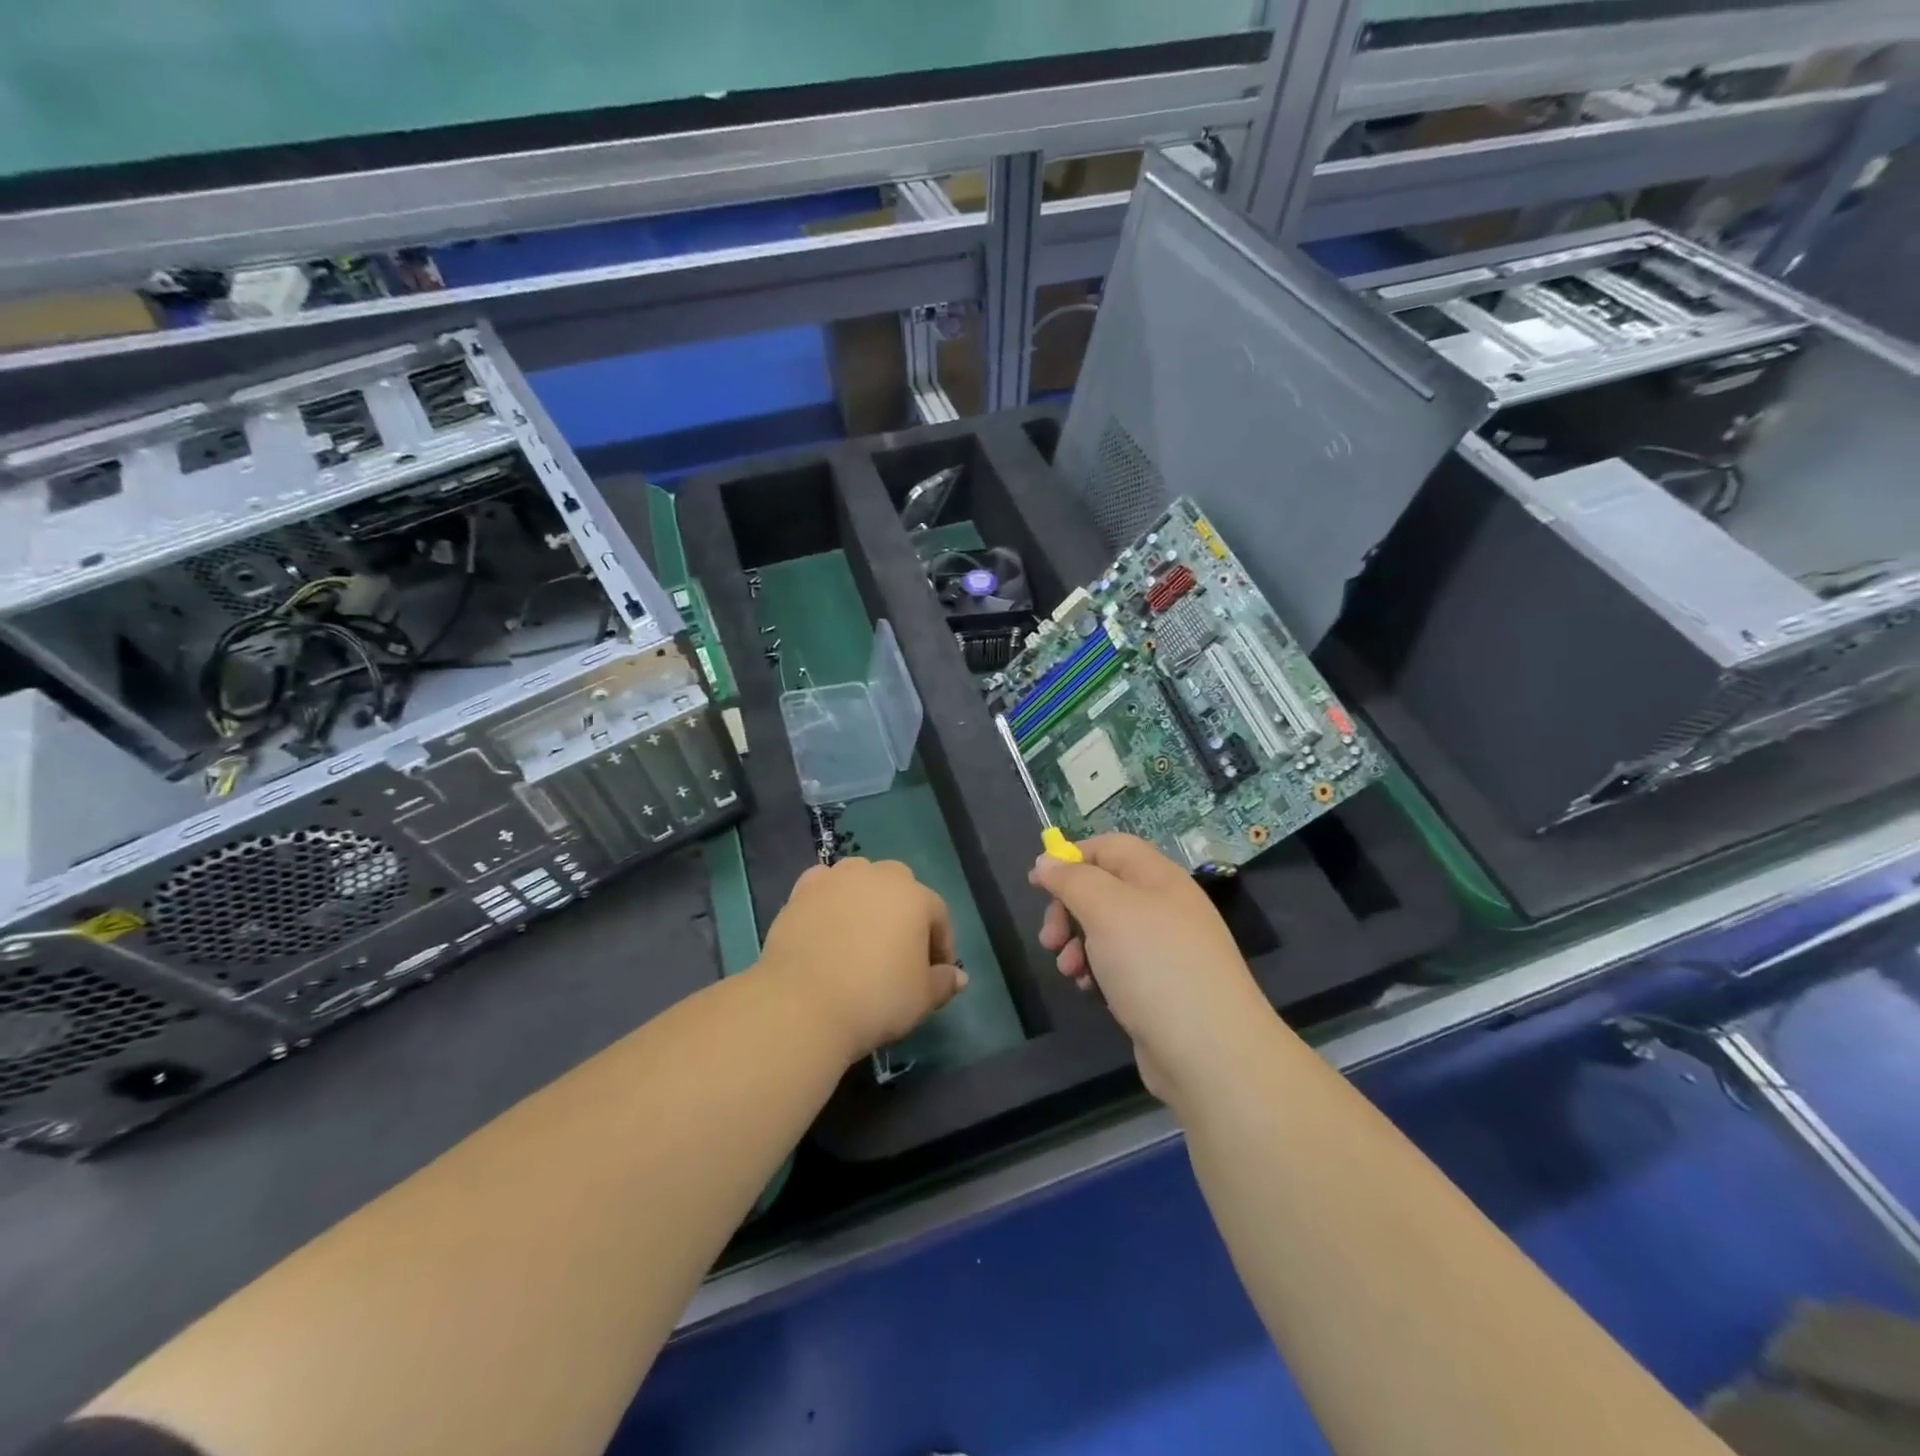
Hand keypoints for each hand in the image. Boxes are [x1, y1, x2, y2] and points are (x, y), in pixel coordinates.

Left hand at [759, 857, 967, 1063]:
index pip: (938, 915)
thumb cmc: (876, 998)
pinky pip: (823, 887)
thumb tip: (959, 977)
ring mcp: (836, 879)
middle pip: (899, 886)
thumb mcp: (921, 998)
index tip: (935, 975)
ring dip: (865, 899)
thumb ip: (943, 982)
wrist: (802, 1002)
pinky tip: (826, 926)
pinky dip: (829, 899)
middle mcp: (877, 876)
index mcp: (915, 896)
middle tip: (898, 951)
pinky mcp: (801, 891)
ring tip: (860, 935)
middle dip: (903, 913)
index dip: (940, 945)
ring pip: (860, 878)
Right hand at [1031, 835, 1268, 1102]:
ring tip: (1067, 970)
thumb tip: (1047, 860)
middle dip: (1068, 909)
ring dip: (1077, 943)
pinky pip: (1120, 964)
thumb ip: (1072, 880)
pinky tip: (1090, 990)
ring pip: (1107, 929)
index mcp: (1158, 877)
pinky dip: (1097, 970)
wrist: (1211, 1053)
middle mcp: (1165, 906)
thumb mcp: (1106, 910)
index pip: (1110, 847)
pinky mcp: (1162, 986)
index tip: (1038, 883)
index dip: (1072, 857)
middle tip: (1048, 938)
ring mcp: (1166, 949)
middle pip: (1104, 889)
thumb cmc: (1154, 966)